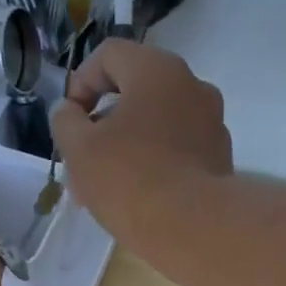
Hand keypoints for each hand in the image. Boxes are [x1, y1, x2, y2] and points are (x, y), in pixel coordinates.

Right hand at [50, 41, 232, 233]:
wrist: (193, 229)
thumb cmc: (130, 179)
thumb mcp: (80, 150)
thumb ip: (65, 121)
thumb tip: (69, 111)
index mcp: (157, 70)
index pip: (109, 55)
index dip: (80, 83)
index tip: (69, 121)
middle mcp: (192, 86)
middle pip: (135, 93)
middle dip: (102, 126)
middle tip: (82, 162)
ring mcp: (212, 124)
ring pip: (156, 126)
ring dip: (126, 149)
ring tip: (104, 190)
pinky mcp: (220, 159)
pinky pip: (178, 151)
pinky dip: (154, 165)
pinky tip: (137, 199)